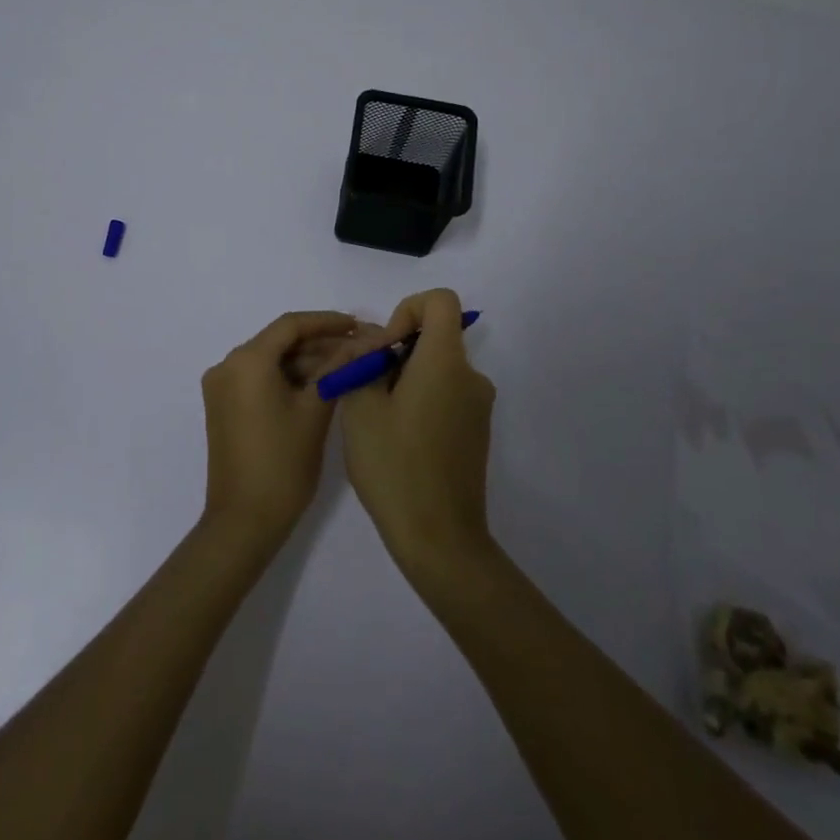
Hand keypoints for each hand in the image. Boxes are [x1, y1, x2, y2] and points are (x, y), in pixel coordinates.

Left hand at [199, 311, 375, 551]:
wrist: (244, 521)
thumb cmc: (283, 464)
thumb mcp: (315, 411)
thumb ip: (337, 369)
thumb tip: (364, 343)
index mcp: (246, 361)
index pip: (291, 325)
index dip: (327, 322)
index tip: (359, 325)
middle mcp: (227, 365)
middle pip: (280, 341)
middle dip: (320, 343)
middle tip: (360, 348)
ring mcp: (222, 387)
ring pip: (271, 360)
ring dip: (306, 361)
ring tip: (348, 366)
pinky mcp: (224, 406)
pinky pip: (260, 378)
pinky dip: (288, 378)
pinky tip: (321, 384)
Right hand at [341, 289, 497, 578]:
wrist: (439, 538)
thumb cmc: (395, 466)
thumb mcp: (361, 408)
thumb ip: (363, 362)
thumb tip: (372, 343)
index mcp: (446, 362)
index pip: (440, 301)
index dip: (407, 310)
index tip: (385, 349)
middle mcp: (471, 377)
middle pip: (435, 336)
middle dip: (396, 352)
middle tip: (367, 390)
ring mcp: (478, 406)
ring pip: (437, 368)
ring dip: (405, 379)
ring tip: (377, 419)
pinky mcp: (476, 431)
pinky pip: (446, 394)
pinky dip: (420, 400)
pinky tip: (398, 440)